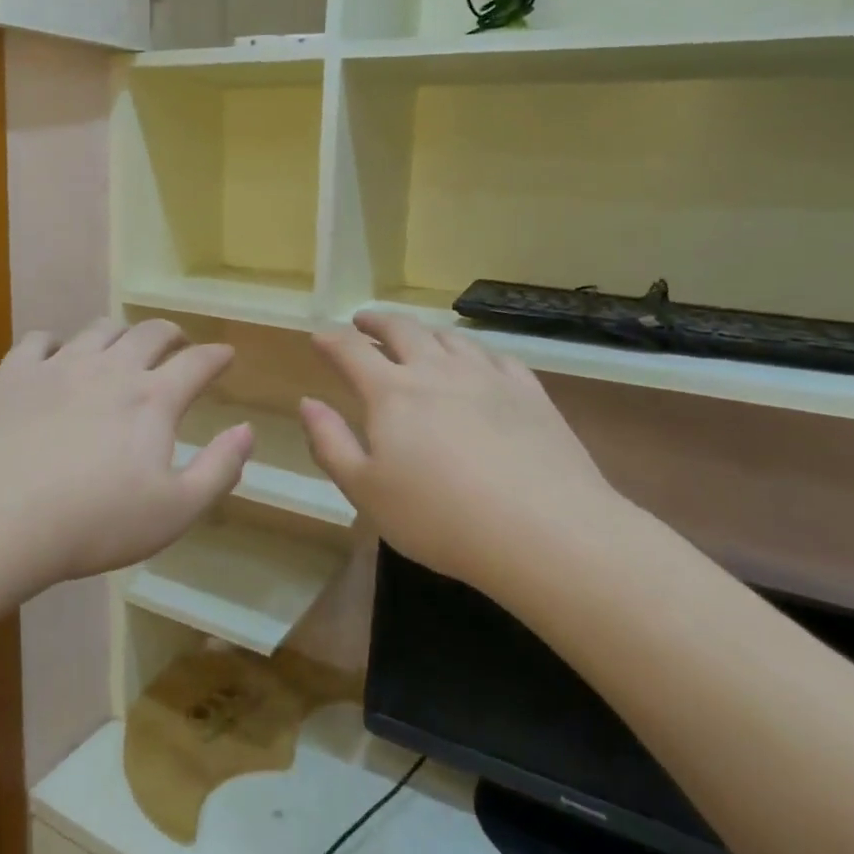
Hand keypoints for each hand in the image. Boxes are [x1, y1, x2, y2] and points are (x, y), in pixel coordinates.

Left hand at [0, 317, 252, 588]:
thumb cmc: (93, 524)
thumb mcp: (174, 512)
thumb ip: (219, 469)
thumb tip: (247, 430)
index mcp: (152, 400)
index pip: (196, 363)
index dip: (216, 356)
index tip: (225, 354)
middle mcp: (110, 369)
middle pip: (149, 333)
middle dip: (171, 334)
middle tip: (177, 344)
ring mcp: (58, 366)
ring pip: (98, 330)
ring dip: (119, 333)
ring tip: (121, 346)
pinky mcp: (13, 374)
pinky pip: (39, 340)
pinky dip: (56, 343)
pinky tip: (54, 356)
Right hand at [299, 312, 631, 589]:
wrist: (545, 531)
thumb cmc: (439, 518)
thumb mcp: (365, 491)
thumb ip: (330, 443)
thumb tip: (307, 403)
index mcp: (391, 393)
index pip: (351, 352)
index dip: (332, 340)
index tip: (320, 335)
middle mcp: (437, 371)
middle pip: (402, 330)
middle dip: (377, 322)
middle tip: (363, 321)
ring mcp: (488, 377)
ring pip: (450, 338)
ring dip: (424, 332)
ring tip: (415, 336)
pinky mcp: (529, 393)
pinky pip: (496, 356)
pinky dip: (474, 351)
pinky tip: (476, 361)